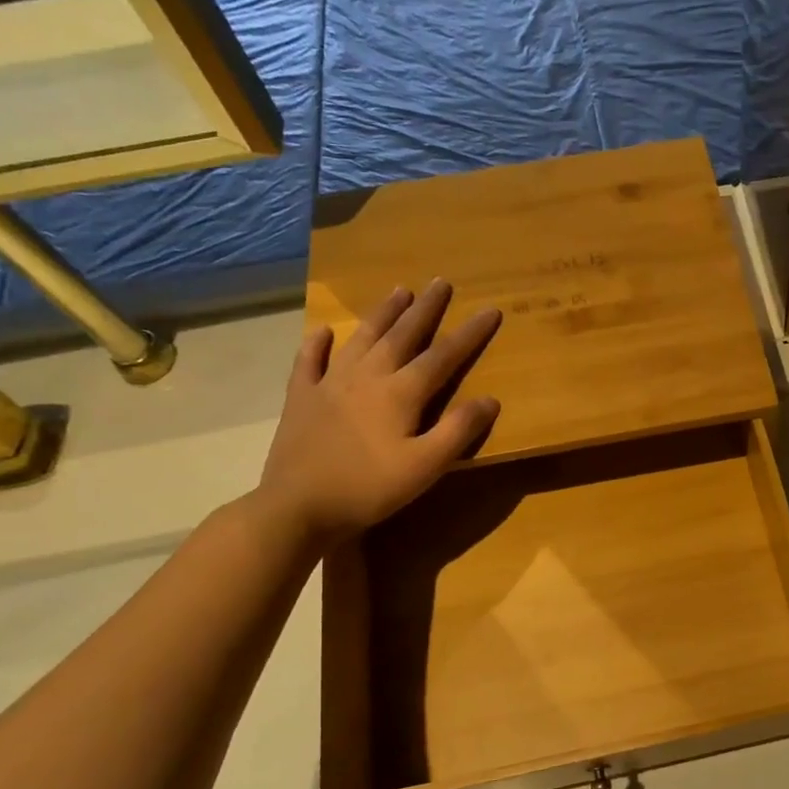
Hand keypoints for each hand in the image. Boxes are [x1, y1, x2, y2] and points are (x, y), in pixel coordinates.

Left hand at [254, 280, 500, 541]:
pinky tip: (323, 332)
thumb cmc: (369, 489)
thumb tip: (490, 399)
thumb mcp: (425, 467)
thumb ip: (458, 431)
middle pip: (401, 335)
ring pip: (361, 339)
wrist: (297, 507)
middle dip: (425, 309)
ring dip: (381, 314)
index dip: (470, 333)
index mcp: (400, 393)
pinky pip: (309, 362)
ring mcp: (329, 384)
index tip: (490, 310)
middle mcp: (367, 377)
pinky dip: (317, 344)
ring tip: (398, 291)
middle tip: (439, 282)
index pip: (443, 355)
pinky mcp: (301, 399)